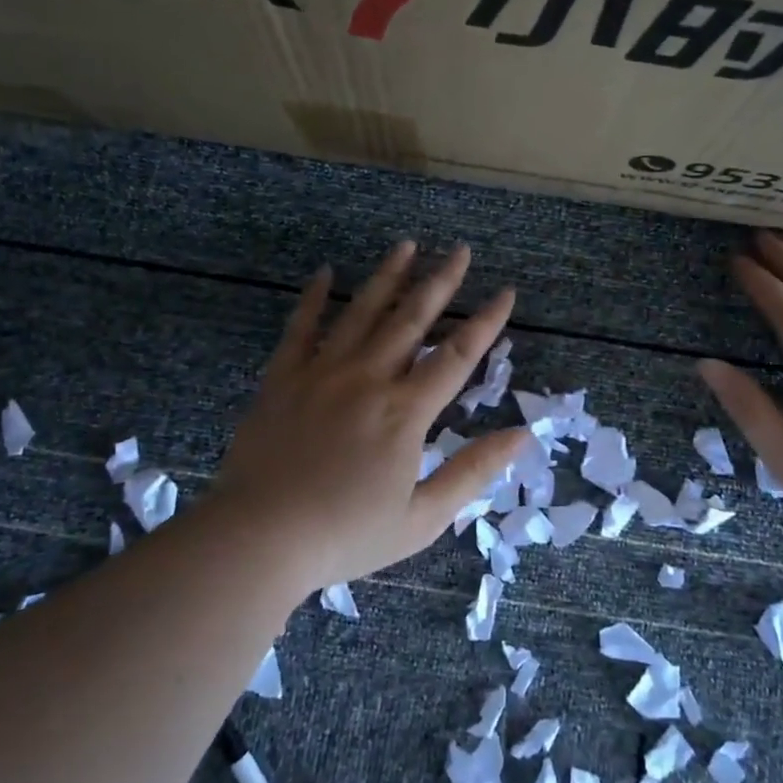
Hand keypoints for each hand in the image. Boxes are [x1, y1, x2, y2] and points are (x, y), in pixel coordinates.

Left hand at [207, 241, 531, 592]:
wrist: (260, 537)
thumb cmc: (346, 534)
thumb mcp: (422, 518)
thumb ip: (472, 472)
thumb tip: (522, 435)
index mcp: (405, 411)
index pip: (456, 355)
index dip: (486, 322)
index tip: (505, 292)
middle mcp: (368, 378)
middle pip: (412, 319)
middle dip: (441, 282)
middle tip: (460, 250)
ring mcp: (322, 372)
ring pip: (362, 312)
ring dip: (388, 276)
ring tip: (407, 245)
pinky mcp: (283, 378)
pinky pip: (301, 328)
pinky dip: (315, 298)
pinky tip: (325, 273)